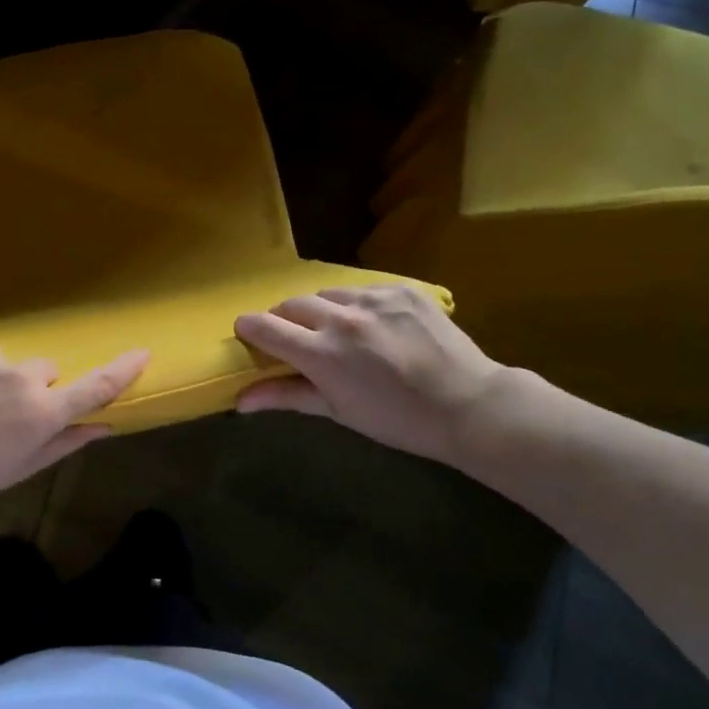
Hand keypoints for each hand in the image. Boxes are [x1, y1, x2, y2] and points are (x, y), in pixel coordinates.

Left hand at [0, 341, 149, 512]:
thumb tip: (103, 426)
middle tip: (3, 416)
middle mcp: (24, 379)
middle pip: (46, 372)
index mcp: (42, 414)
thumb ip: (64, 444)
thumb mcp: (19, 469)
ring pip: (11, 364)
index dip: (122, 370)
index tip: (142, 352)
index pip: (94, 387)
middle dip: (34, 388)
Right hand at [234, 285, 507, 465]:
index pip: (264, 326)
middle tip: (298, 341)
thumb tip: (240, 400)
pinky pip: (361, 290)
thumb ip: (285, 396)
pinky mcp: (400, 289)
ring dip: (320, 310)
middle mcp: (342, 318)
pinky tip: (375, 327)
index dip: (249, 329)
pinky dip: (356, 306)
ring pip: (326, 293)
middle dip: (285, 320)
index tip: (248, 335)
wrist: (469, 405)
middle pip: (291, 304)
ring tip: (339, 333)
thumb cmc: (397, 419)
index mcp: (322, 353)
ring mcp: (373, 298)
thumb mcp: (338, 411)